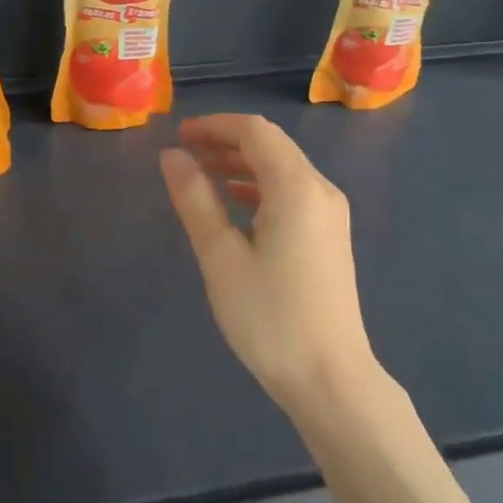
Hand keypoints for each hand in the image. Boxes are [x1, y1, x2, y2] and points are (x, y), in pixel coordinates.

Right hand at [160, 114, 378, 411]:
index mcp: (296, 187)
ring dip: (242, 164)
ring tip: (201, 173)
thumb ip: (195, 200)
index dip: (215, 126)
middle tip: (184, 151)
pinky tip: (235, 203)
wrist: (329, 377)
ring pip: (283, 169)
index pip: (255, 132)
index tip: (178, 134)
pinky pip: (292, 192)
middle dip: (227, 141)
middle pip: (272, 145)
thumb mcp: (221, 256)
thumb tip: (171, 156)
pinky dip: (260, 187)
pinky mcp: (330, 236)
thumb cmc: (269, 317)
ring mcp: (330, 213)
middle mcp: (321, 190)